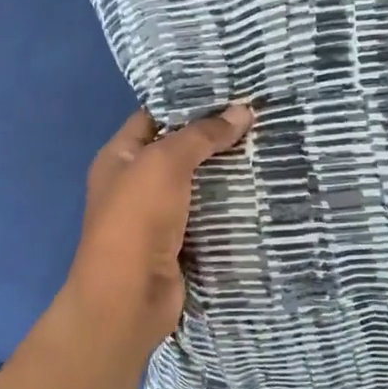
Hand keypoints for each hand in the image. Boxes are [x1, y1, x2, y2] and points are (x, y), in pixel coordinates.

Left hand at [62, 104, 254, 344]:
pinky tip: (261, 187)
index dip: (189, 102)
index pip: (155, 116)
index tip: (230, 90)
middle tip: (258, 117)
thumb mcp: (165, 163)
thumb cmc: (136, 219)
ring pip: (197, 183)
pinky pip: (208, 214)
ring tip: (268, 145)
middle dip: (215, 136)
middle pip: (179, 150)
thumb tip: (243, 111)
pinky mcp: (180, 242)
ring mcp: (157, 215)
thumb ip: (202, 135)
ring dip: (227, 170)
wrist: (128, 298)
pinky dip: (230, 203)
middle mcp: (135, 182)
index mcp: (119, 156)